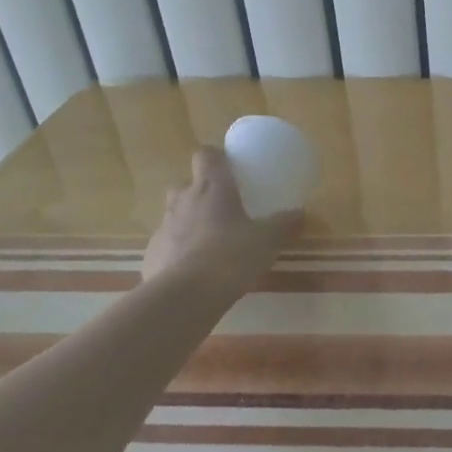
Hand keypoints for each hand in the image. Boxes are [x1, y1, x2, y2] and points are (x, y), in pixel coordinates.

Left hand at [140, 147, 301, 298]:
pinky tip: (194, 271)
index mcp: (211, 187)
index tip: (228, 167)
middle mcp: (182, 201)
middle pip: (186, 184)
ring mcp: (163, 228)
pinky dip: (178, 253)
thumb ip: (284, 225)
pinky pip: (167, 246)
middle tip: (222, 207)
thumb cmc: (229, 256)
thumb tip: (300, 214)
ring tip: (210, 243)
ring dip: (189, 223)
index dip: (215, 157)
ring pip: (175, 216)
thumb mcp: (267, 240)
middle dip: (200, 191)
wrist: (183, 297)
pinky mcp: (151, 256)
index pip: (206, 154)